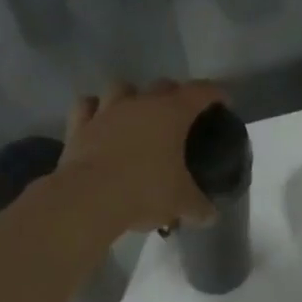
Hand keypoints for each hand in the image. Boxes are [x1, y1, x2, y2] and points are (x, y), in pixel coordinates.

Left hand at [56, 80, 227, 233]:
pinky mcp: (79, 126)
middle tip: (180, 116)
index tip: (222, 101)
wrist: (89, 198)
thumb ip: (199, 207)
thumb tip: (210, 216)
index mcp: (171, 114)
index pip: (201, 92)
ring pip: (121, 87)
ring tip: (136, 114)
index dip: (215, 93)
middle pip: (162, 85)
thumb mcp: (181, 203)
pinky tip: (99, 120)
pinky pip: (87, 106)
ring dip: (131, 96)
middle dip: (174, 95)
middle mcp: (139, 103)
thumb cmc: (145, 192)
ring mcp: (106, 111)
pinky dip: (94, 109)